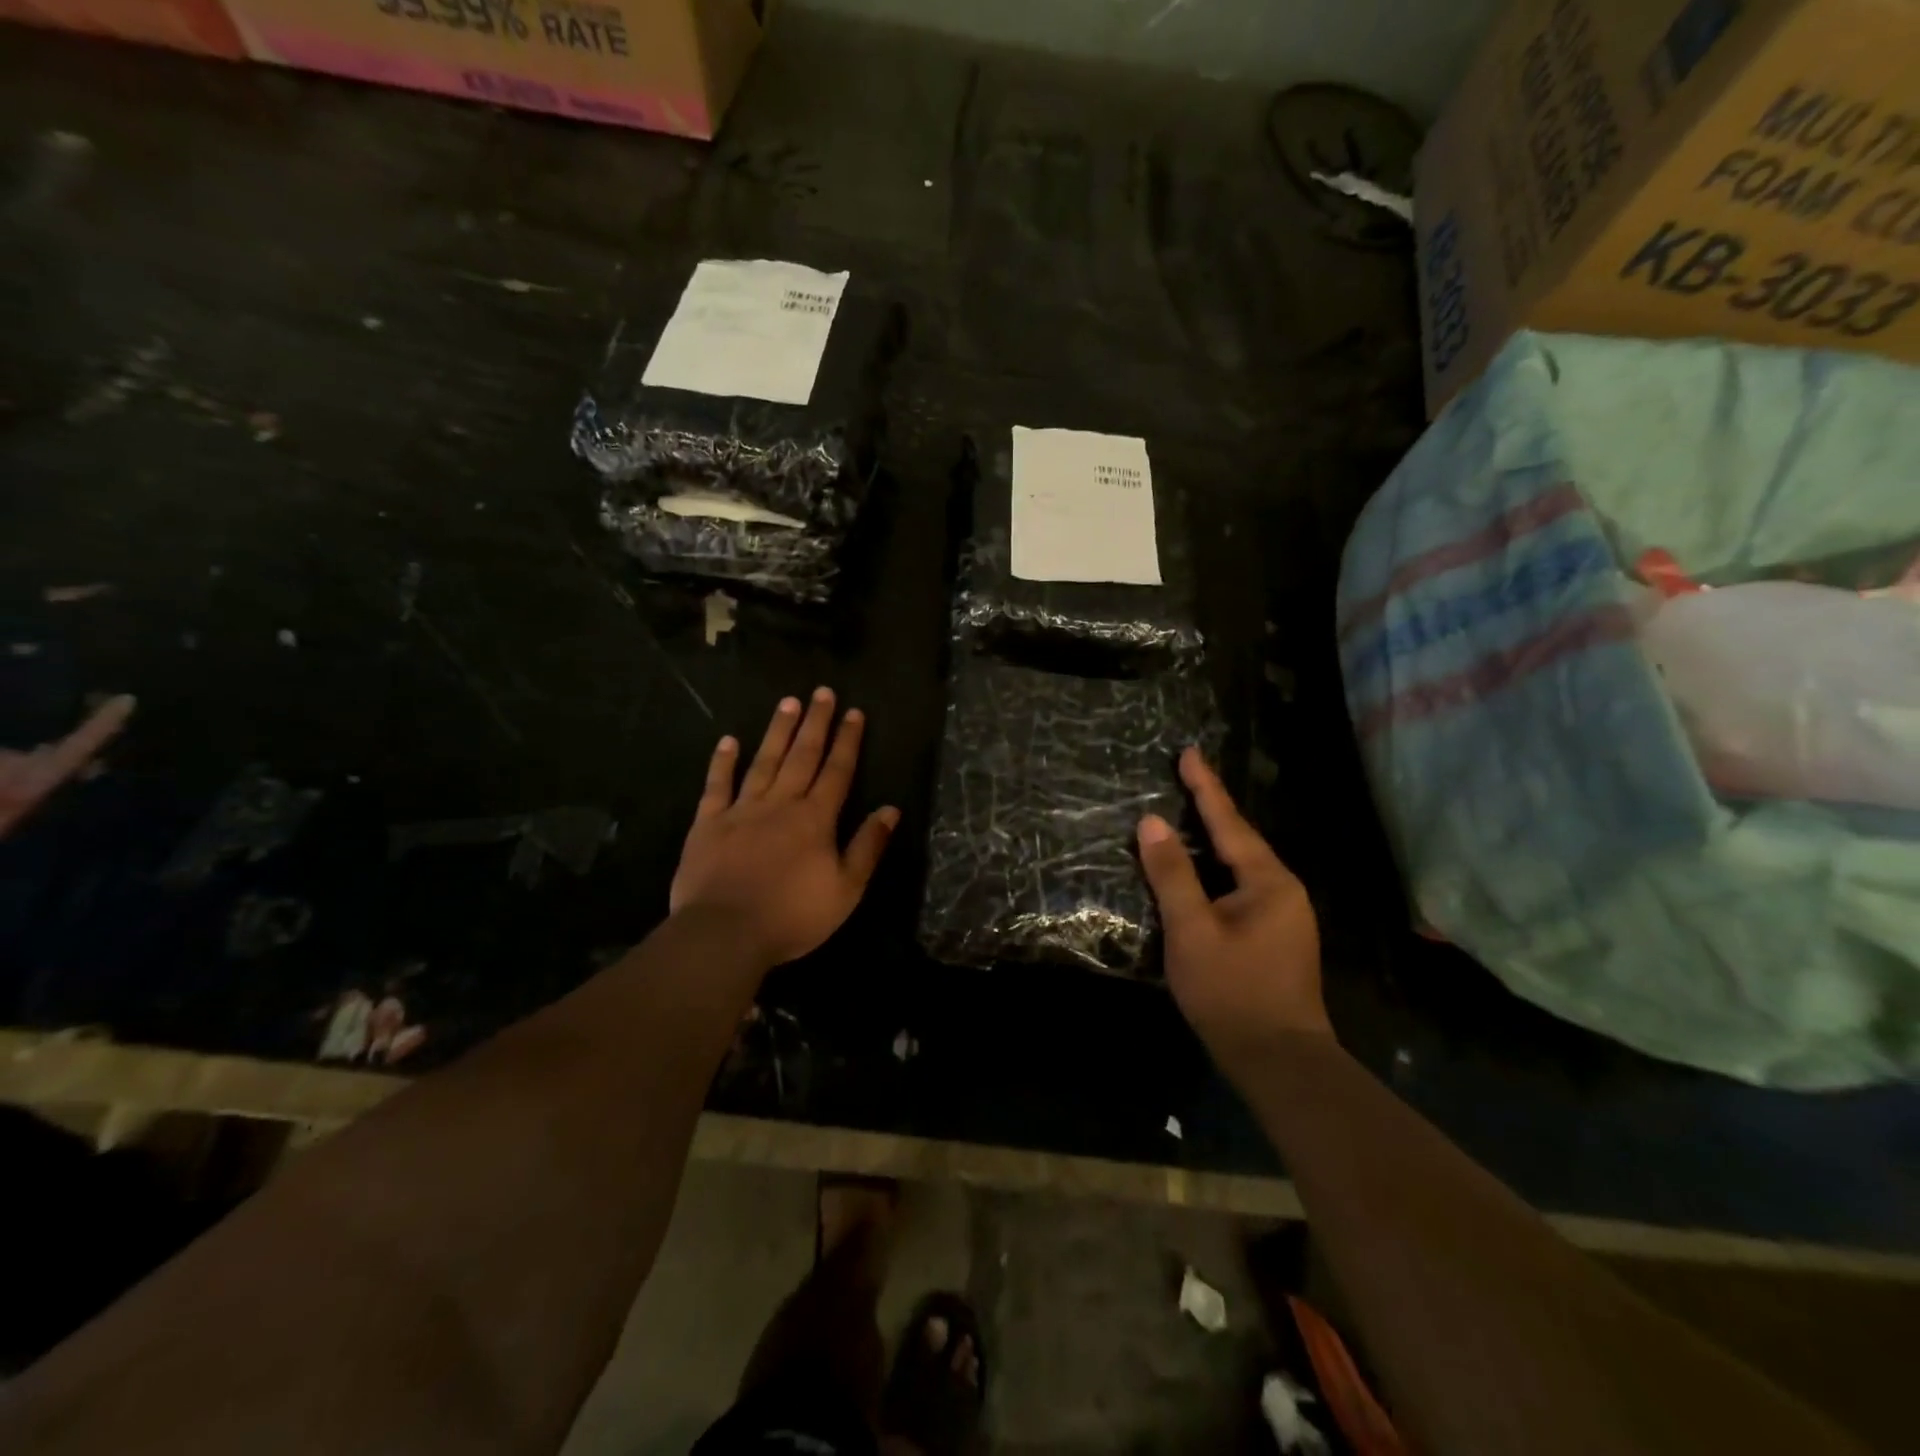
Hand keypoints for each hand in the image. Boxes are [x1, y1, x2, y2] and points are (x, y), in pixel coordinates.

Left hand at [671, 687, 899, 967]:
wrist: (725, 933)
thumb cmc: (792, 915)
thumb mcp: (846, 889)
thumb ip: (867, 846)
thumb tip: (890, 809)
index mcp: (815, 819)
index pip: (837, 771)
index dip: (847, 741)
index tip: (854, 712)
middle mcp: (781, 804)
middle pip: (802, 756)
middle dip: (815, 723)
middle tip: (822, 692)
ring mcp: (742, 810)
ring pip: (764, 761)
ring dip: (777, 731)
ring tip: (788, 703)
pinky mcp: (708, 823)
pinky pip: (717, 786)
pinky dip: (723, 762)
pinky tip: (728, 741)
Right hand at [1137, 747, 1329, 1075]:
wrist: (1278, 1061)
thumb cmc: (1232, 991)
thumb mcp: (1192, 930)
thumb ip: (1172, 874)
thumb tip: (1152, 822)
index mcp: (1268, 882)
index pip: (1229, 823)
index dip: (1205, 787)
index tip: (1188, 753)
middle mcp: (1283, 891)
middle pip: (1239, 840)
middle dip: (1210, 809)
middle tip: (1184, 777)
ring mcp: (1283, 917)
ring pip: (1240, 866)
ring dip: (1214, 840)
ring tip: (1188, 815)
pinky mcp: (1275, 938)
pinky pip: (1241, 887)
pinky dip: (1217, 870)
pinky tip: (1201, 873)